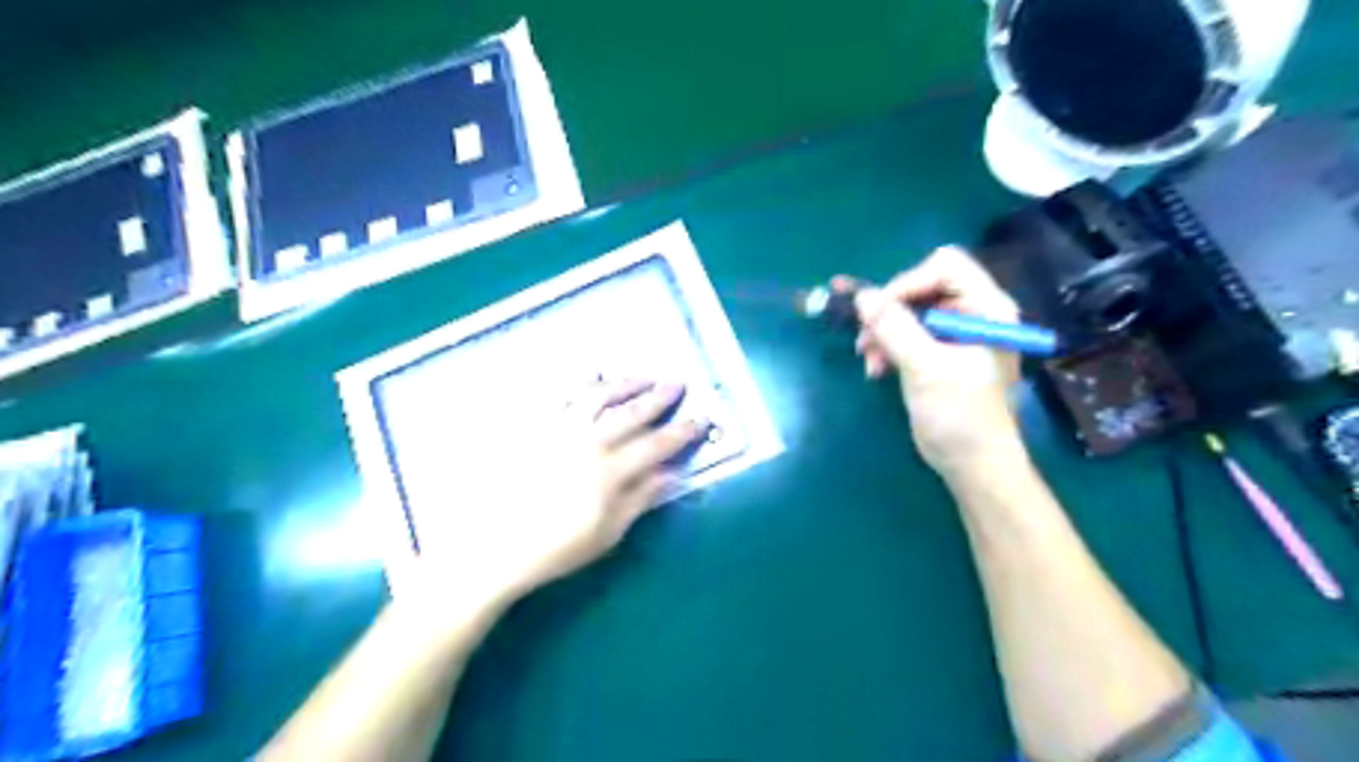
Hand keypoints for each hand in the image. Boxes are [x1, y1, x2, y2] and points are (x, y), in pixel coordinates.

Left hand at [410, 379, 705, 615]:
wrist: (490, 547)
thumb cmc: (554, 548)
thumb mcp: (607, 533)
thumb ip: (641, 499)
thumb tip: (673, 474)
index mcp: (610, 471)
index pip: (657, 444)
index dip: (681, 432)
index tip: (700, 419)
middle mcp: (588, 441)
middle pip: (632, 413)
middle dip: (659, 397)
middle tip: (677, 383)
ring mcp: (558, 429)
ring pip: (598, 396)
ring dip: (624, 383)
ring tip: (641, 376)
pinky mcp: (532, 426)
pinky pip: (558, 396)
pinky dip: (579, 384)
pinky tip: (591, 378)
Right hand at [847, 248, 1024, 479]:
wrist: (972, 464)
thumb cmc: (960, 416)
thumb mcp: (926, 369)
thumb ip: (895, 328)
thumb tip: (862, 297)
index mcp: (987, 309)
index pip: (945, 267)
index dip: (908, 283)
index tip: (879, 313)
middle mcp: (974, 313)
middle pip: (923, 286)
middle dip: (889, 311)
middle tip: (864, 339)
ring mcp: (956, 333)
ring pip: (909, 310)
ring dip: (883, 331)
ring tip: (868, 360)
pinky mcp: (940, 352)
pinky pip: (907, 333)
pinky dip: (887, 346)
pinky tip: (876, 369)